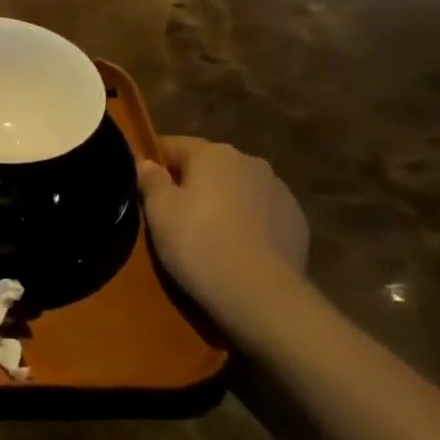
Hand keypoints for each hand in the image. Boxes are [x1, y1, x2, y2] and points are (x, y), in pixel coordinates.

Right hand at [138, 136, 308, 331]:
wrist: (260, 294)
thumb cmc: (198, 244)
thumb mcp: (159, 213)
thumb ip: (150, 181)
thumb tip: (146, 164)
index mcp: (213, 154)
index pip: (174, 145)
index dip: (154, 161)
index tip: (142, 183)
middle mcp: (250, 162)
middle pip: (209, 166)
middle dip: (191, 182)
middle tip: (172, 214)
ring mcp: (279, 190)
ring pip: (238, 188)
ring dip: (222, 201)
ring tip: (207, 234)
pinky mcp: (297, 220)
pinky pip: (261, 212)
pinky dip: (247, 222)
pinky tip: (236, 248)